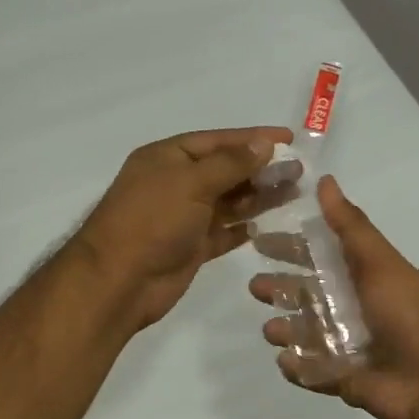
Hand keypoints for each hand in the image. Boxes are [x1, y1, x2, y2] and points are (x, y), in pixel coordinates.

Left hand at [75, 126, 293, 331]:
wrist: (119, 281)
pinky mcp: (191, 247)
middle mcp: (175, 183)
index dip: (252, 138)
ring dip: (258, 196)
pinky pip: (223, 231)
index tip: (288, 137)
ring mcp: (183, 217)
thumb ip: (231, 163)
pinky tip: (268, 224)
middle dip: (260, 168)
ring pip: (228, 201)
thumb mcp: (191, 183)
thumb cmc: (152, 221)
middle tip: (298, 170)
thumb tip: (264, 143)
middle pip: (225, 170)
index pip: (217, 141)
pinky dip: (243, 227)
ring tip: (294, 191)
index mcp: (167, 158)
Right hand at [250, 176, 418, 418]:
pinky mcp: (344, 379)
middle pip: (307, 294)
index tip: (259, 240)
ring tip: (271, 329)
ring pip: (305, 333)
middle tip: (255, 287)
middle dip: (280, 289)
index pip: (318, 256)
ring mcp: (348, 345)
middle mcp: (353, 307)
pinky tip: (286, 360)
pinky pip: (312, 371)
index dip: (290, 248)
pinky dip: (297, 367)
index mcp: (362, 277)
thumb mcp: (379, 262)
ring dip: (285, 329)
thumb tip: (326, 180)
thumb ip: (349, 226)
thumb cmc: (410, 314)